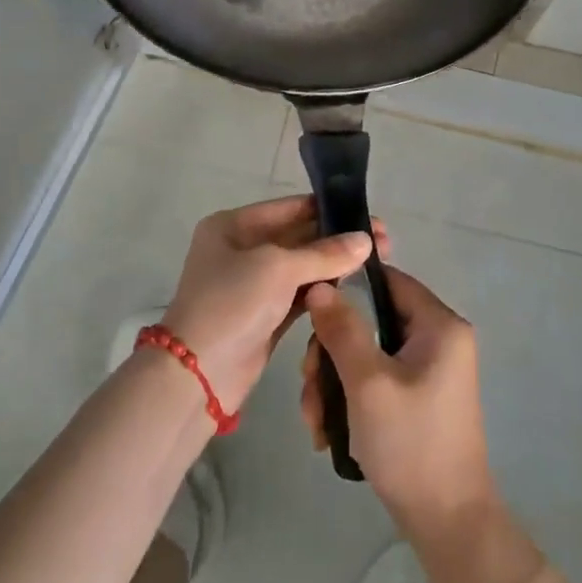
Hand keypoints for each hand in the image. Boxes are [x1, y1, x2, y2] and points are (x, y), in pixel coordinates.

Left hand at [160, 196, 379, 412]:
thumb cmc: (232, 304)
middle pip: (299, 236)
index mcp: (233, 225)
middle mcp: (242, 249)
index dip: (330, 211)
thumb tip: (366, 240)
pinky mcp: (265, 315)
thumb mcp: (278, 268)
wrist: (197, 374)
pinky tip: (355, 287)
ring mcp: (252, 284)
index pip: (290, 208)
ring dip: (335, 265)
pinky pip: (300, 294)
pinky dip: (324, 290)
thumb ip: (325, 253)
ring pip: (303, 267)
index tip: (369, 218)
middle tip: (383, 243)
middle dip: (338, 239)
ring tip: (378, 263)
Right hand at [299, 265, 496, 540]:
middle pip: (371, 321)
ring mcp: (429, 371)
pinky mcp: (418, 397)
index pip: (389, 280)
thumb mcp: (368, 383)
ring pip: (367, 354)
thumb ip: (342, 330)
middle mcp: (439, 340)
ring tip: (314, 421)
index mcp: (440, 325)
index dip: (348, 289)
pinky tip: (327, 431)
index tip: (311, 312)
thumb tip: (320, 285)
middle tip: (309, 385)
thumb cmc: (410, 444)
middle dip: (332, 353)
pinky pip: (376, 379)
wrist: (447, 522)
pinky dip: (350, 399)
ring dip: (334, 382)